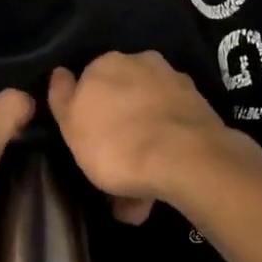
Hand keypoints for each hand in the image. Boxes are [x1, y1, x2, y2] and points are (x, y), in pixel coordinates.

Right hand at [47, 52, 238, 224]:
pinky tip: (159, 188)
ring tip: (138, 198)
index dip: (86, 114)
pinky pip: (172, 133)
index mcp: (106, 63)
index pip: (88, 83)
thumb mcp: (71, 126)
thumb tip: (60, 73)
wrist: (186, 160)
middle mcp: (143, 63)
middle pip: (123, 100)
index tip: (87, 143)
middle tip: (112, 173)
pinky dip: (164, 154)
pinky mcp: (201, 109)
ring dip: (142, 149)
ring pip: (149, 118)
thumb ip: (62, 98)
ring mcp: (175, 84)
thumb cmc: (116, 144)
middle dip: (118, 132)